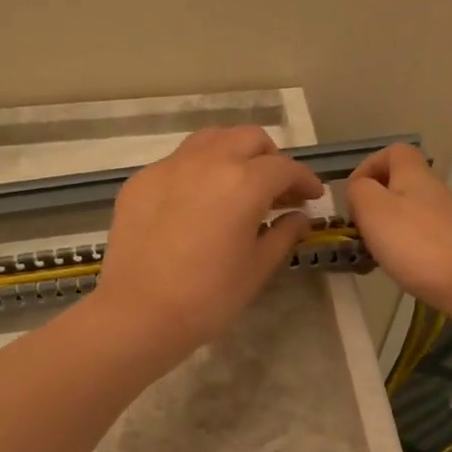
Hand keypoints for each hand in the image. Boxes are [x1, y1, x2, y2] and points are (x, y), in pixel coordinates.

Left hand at [90, 126, 324, 359]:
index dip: (304, 180)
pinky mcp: (141, 180)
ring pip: (210, 139)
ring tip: (237, 185)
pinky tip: (196, 202)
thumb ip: (284, 233)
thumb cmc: (209, 296)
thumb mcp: (258, 267)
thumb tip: (298, 216)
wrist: (139, 313)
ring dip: (232, 153)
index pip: (284, 168)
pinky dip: (197, 171)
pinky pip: (178, 162)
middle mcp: (207, 161)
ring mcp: (169, 167)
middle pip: (248, 139)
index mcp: (243, 182)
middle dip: (270, 158)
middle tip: (276, 189)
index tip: (312, 196)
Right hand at [345, 143, 451, 322]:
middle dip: (373, 204)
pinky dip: (402, 249)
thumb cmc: (415, 242)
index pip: (393, 152)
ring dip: (385, 230)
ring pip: (406, 213)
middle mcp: (432, 190)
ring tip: (372, 254)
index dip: (368, 167)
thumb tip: (359, 190)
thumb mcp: (372, 209)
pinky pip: (418, 238)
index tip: (353, 194)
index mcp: (413, 173)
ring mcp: (445, 218)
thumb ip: (358, 191)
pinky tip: (396, 268)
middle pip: (398, 184)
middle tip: (358, 229)